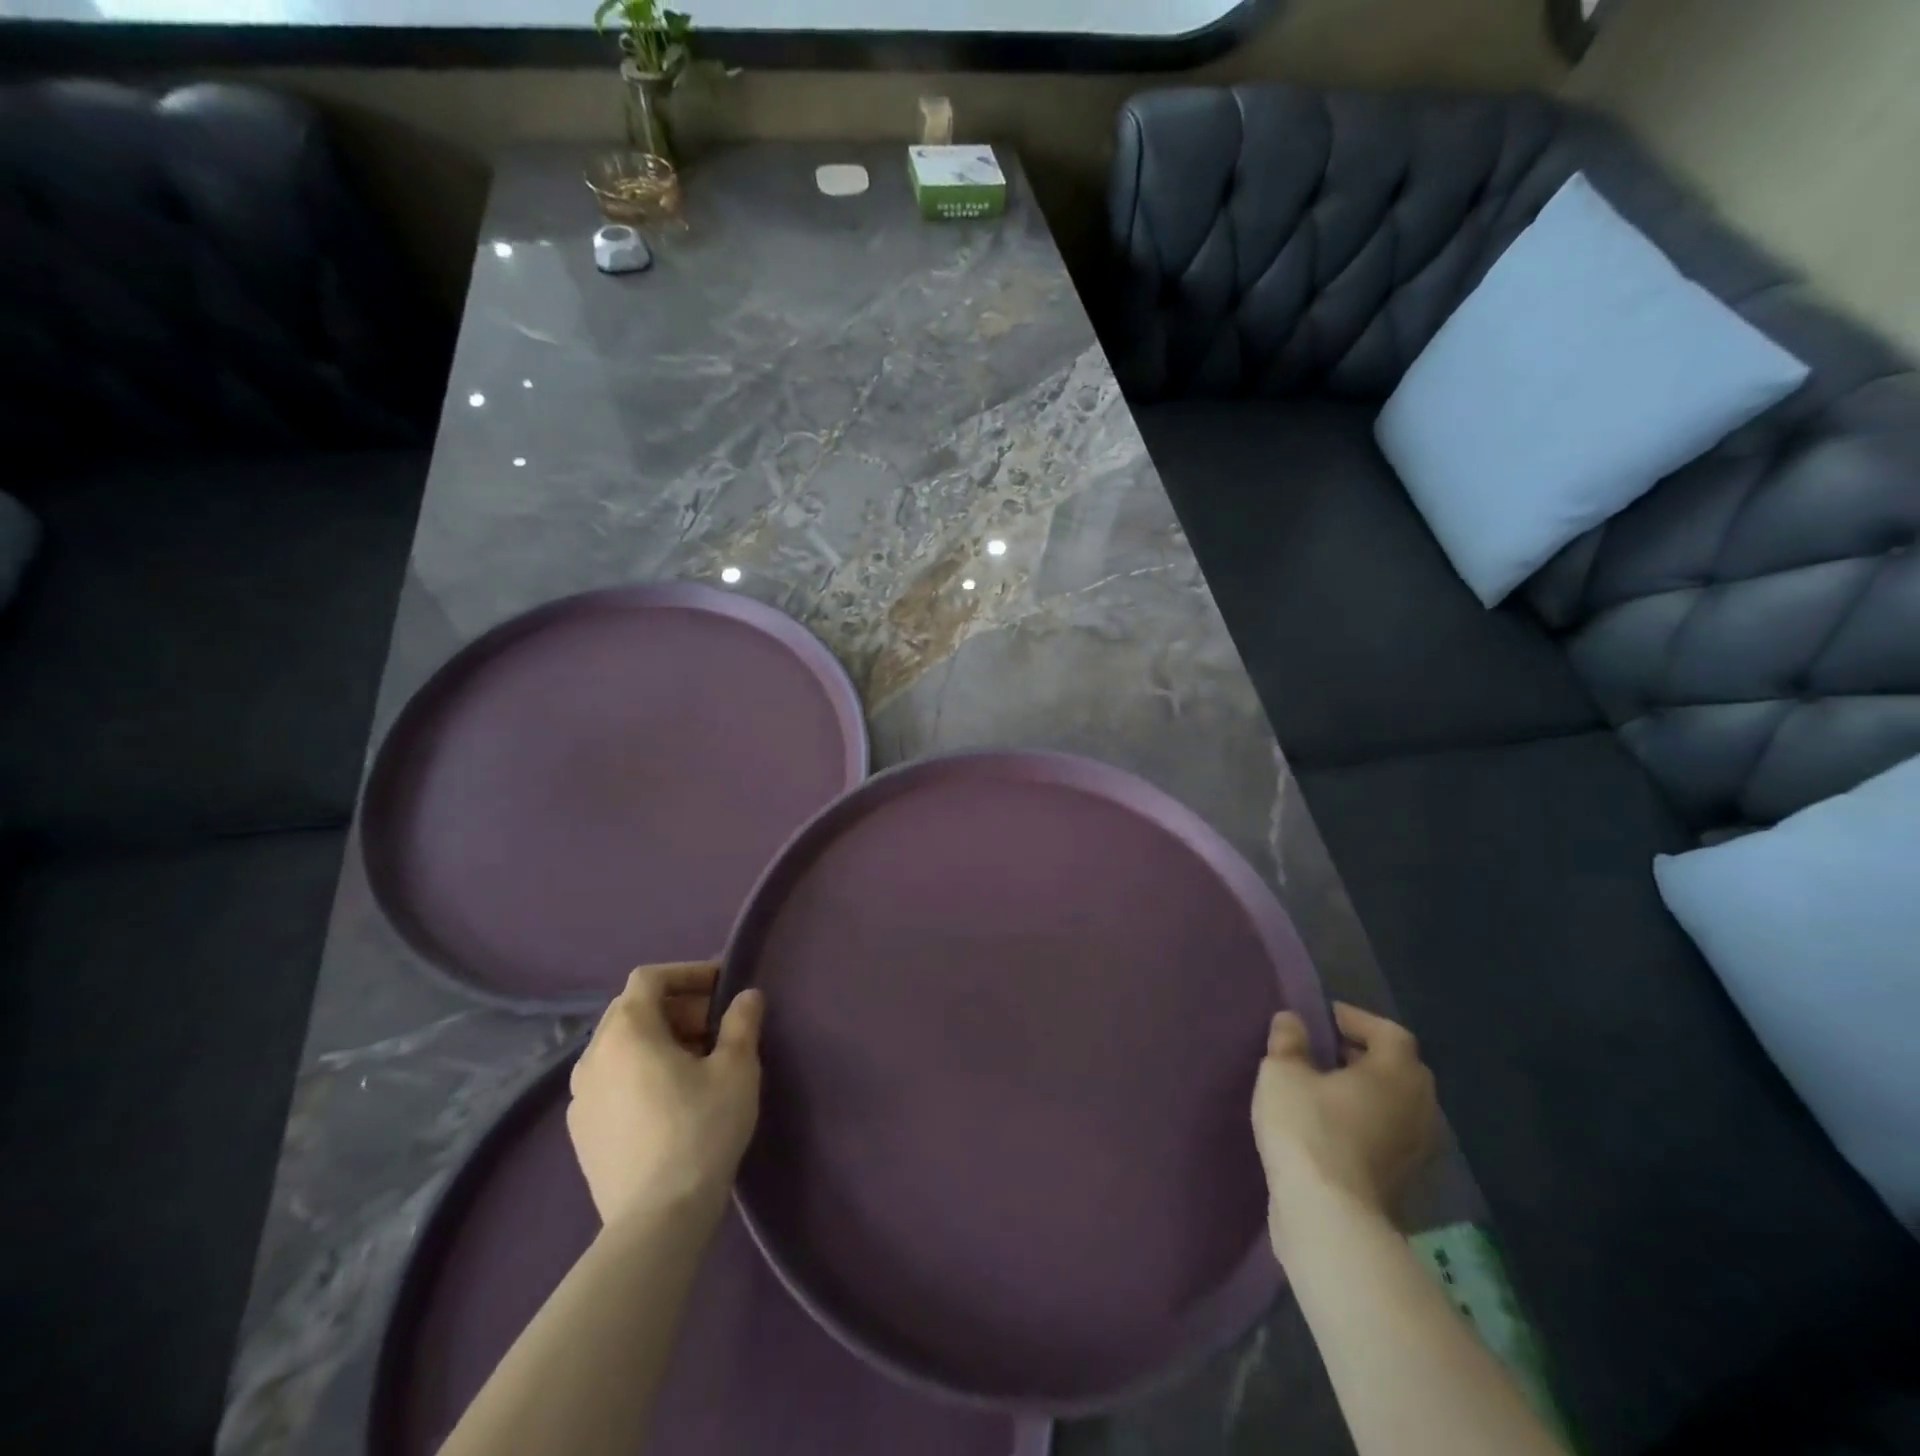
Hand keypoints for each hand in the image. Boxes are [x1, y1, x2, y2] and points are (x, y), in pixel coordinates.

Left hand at [566, 961, 763, 1229]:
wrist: (656, 1220)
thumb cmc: (700, 1130)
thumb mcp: (736, 1068)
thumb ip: (742, 1022)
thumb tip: (746, 996)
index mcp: (626, 1031)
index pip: (649, 978)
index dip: (687, 973)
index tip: (722, 986)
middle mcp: (592, 1056)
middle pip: (633, 1010)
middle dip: (677, 1007)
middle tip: (716, 1026)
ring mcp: (579, 1097)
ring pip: (621, 1046)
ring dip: (658, 1040)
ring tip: (696, 1063)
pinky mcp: (580, 1133)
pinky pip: (611, 1080)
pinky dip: (639, 1072)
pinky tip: (669, 1099)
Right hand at [1252, 1003, 1437, 1249]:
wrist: (1330, 1217)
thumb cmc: (1308, 1129)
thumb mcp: (1282, 1072)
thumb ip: (1288, 1041)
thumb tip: (1293, 1021)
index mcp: (1398, 1074)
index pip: (1388, 1032)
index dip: (1356, 1020)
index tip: (1323, 1019)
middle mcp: (1421, 1108)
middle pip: (1399, 1068)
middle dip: (1363, 1055)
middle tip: (1323, 1051)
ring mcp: (1419, 1150)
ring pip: (1395, 1105)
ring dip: (1365, 1092)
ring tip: (1323, 1089)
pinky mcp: (1406, 1181)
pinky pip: (1389, 1135)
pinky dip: (1366, 1122)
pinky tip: (1331, 1127)